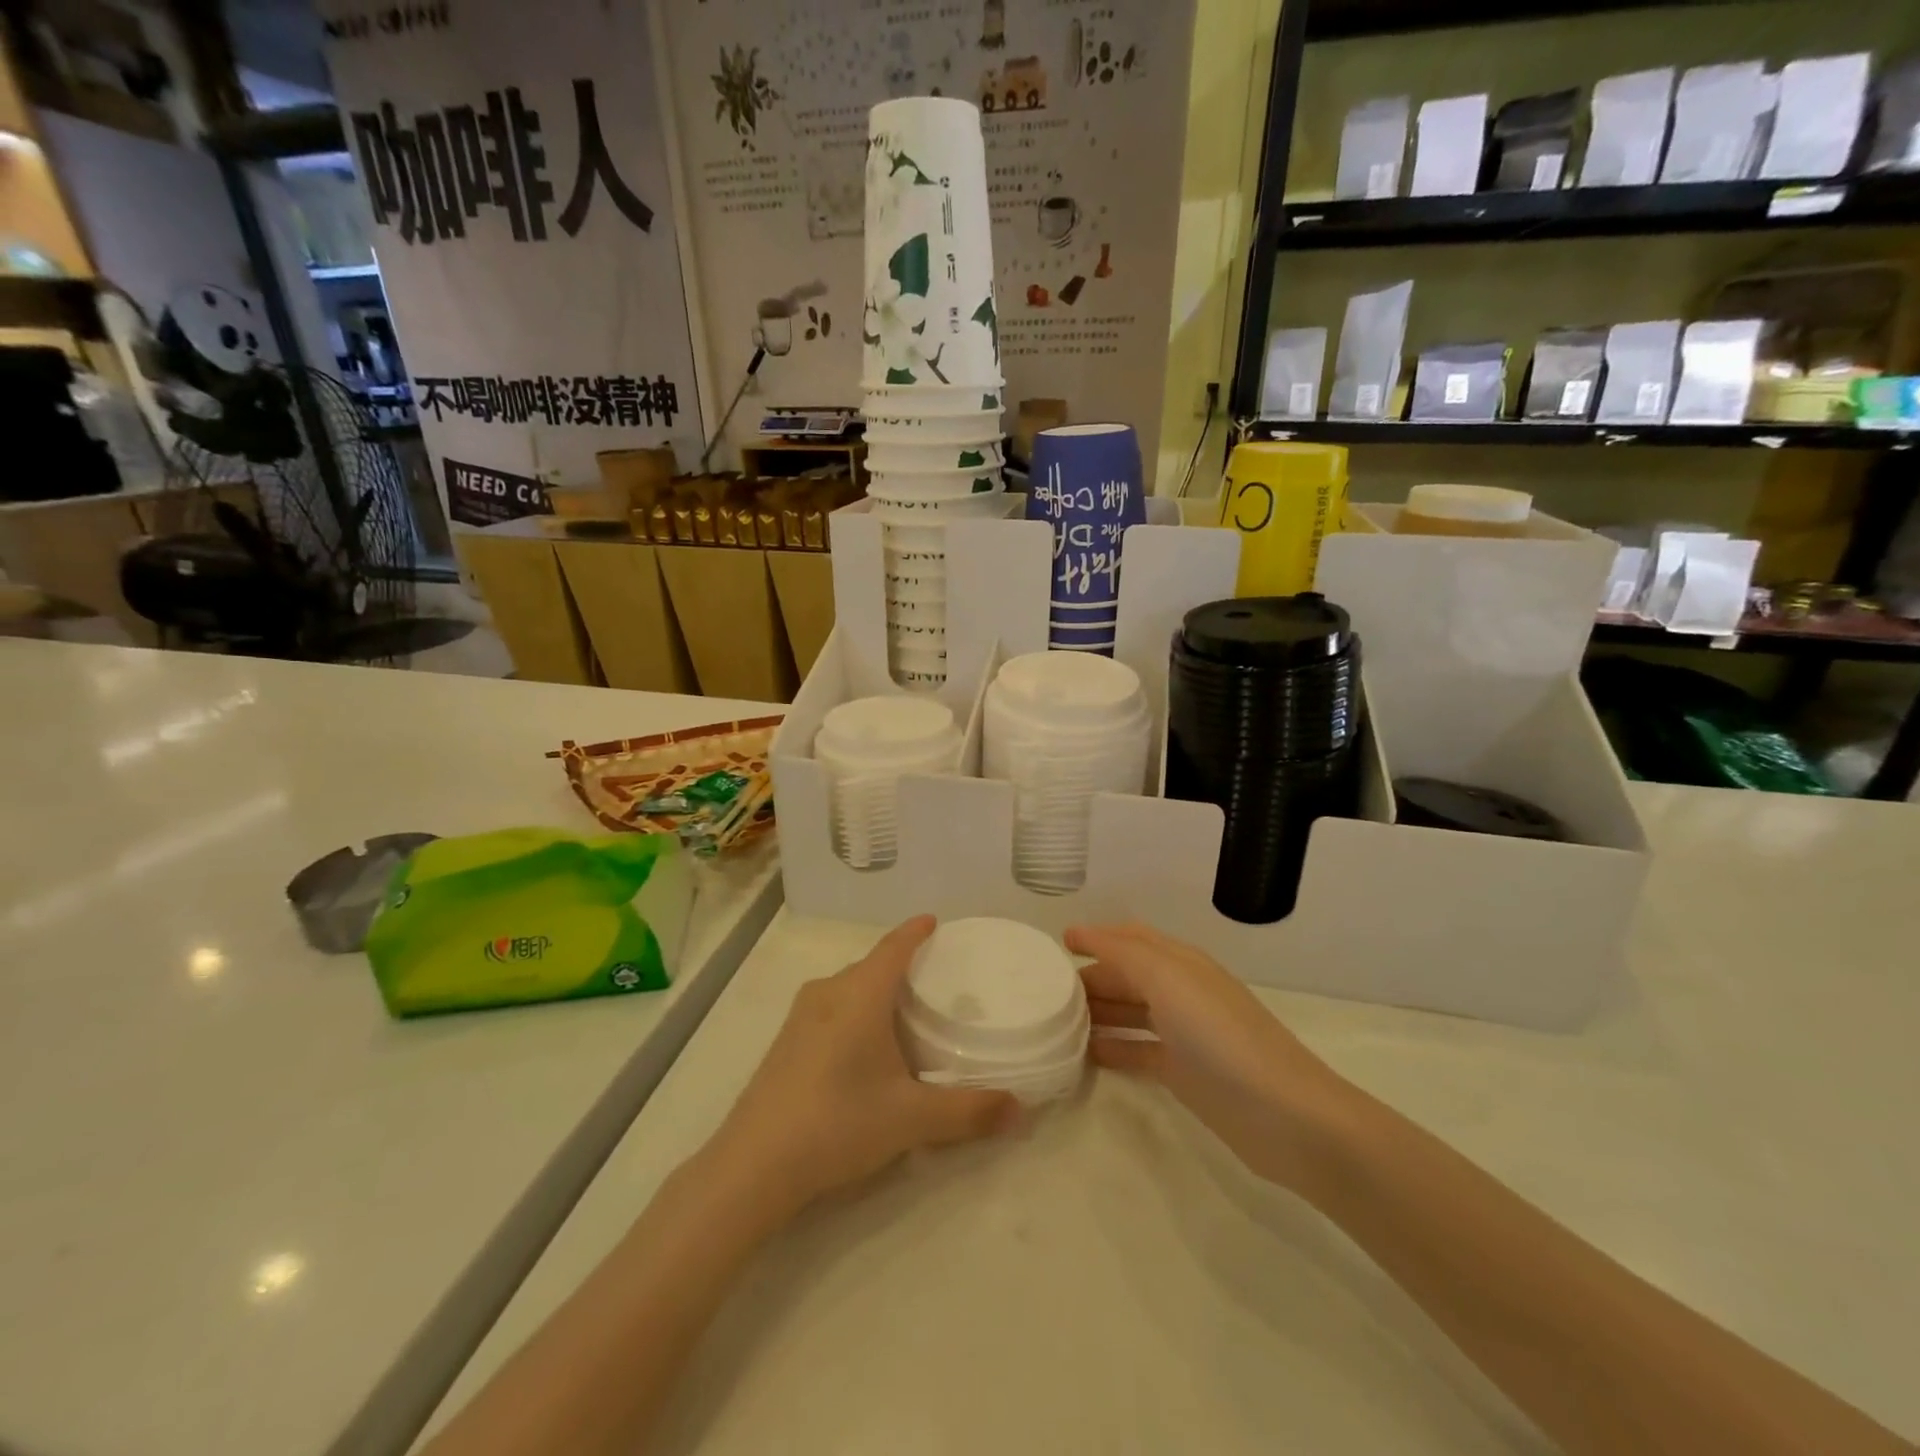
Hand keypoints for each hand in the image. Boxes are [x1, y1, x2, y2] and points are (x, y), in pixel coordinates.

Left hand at [706, 916, 1019, 1222]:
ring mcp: (800, 1017)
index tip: (933, 921)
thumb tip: (1022, 1110)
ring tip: (902, 1013)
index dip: (915, 932)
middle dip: (899, 966)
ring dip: (874, 991)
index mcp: (860, 994)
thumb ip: (969, 1111)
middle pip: (870, 966)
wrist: (753, 1165)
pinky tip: (862, 1048)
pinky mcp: (784, 1043)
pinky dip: (853, 1012)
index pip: (893, 947)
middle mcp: (828, 993)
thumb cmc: (839, 1122)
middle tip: (932, 979)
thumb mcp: (912, 1118)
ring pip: (847, 989)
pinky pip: (829, 1010)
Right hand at [1066, 922, 1355, 1189]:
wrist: (1284, 1114)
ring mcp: (1183, 1034)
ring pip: (1130, 1011)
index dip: (1096, 935)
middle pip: (1128, 974)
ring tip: (1058, 1021)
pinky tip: (1086, 1055)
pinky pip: (1138, 1050)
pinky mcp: (1184, 1072)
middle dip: (1091, 975)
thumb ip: (1122, 953)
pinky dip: (1112, 1048)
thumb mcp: (1168, 979)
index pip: (1131, 938)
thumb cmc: (1220, 1036)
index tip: (1057, 943)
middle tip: (1047, 990)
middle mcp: (1181, 991)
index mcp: (1180, 963)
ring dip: (1098, 1011)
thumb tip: (1081, 935)